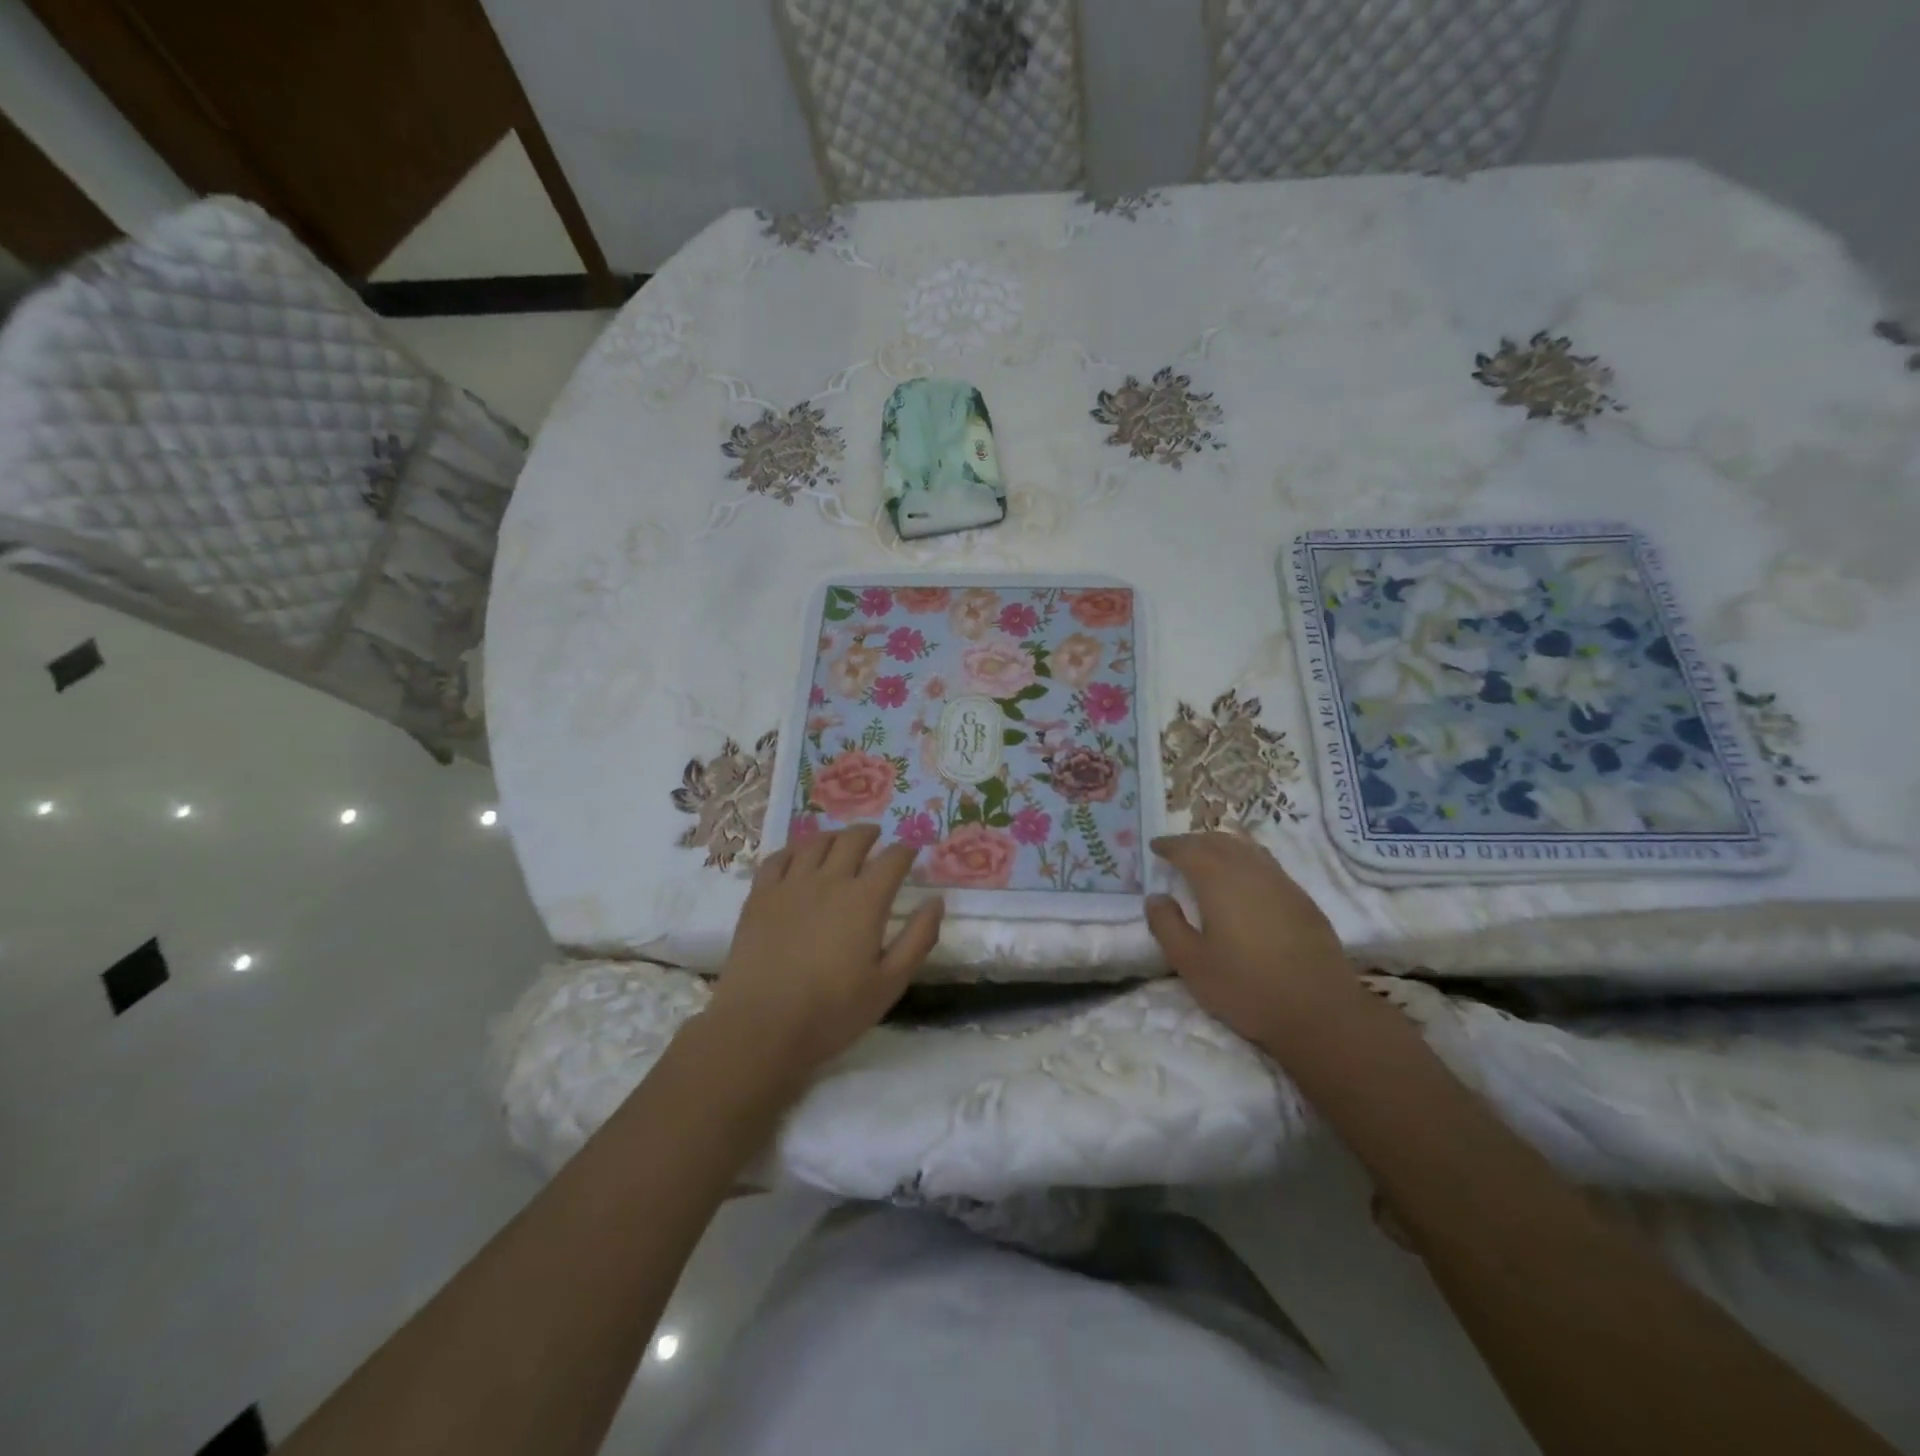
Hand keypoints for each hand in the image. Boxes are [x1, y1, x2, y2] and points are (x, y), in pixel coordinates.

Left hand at [704, 825, 942, 1079]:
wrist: (760, 1027)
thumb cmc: (832, 1012)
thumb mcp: (890, 984)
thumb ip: (918, 939)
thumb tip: (937, 901)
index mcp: (865, 900)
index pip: (892, 860)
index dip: (906, 850)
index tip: (912, 850)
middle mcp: (829, 881)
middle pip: (852, 840)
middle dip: (869, 833)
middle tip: (876, 836)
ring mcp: (790, 885)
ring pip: (815, 843)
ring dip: (834, 837)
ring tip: (840, 842)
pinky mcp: (760, 896)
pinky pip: (778, 858)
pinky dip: (794, 850)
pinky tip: (798, 857)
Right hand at [1144, 833, 1358, 1046]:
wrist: (1321, 1012)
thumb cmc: (1246, 988)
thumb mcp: (1191, 964)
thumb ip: (1167, 926)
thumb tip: (1156, 897)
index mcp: (1219, 882)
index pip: (1189, 849)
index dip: (1170, 845)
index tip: (1155, 846)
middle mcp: (1251, 871)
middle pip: (1219, 842)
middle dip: (1194, 841)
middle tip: (1177, 850)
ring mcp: (1282, 883)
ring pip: (1247, 849)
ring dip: (1222, 846)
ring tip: (1208, 857)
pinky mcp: (1302, 900)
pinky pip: (1267, 864)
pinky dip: (1246, 860)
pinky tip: (1244, 881)